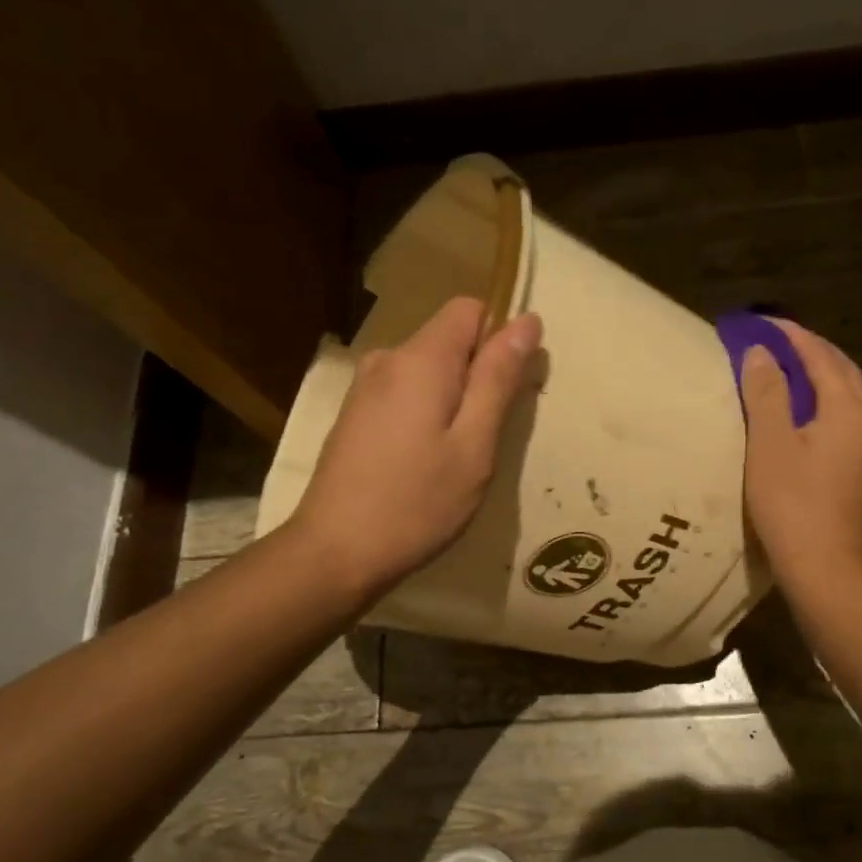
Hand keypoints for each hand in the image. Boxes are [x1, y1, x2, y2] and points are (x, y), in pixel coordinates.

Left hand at [289, 297, 541, 600]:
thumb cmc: (417, 502)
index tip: (508, 389)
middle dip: (478, 374)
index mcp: (420, 359)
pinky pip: (405, 393)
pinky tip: (424, 463)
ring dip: (454, 399)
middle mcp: (387, 359)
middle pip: (449, 339)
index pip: (470, 308)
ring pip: (428, 370)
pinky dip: (427, 413)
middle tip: (487, 436)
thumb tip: (526, 321)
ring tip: (457, 456)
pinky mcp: (355, 415)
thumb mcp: (474, 444)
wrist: (335, 553)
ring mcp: (365, 388)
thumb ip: (499, 378)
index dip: (499, 337)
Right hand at [740, 318, 861, 590]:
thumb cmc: (791, 502)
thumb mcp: (769, 443)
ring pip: (852, 401)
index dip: (793, 336)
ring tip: (793, 377)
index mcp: (850, 410)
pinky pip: (853, 426)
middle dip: (813, 353)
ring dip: (824, 381)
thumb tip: (762, 353)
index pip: (822, 357)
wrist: (825, 568)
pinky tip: (813, 423)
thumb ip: (767, 392)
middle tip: (779, 342)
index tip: (765, 323)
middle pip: (845, 374)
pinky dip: (831, 410)